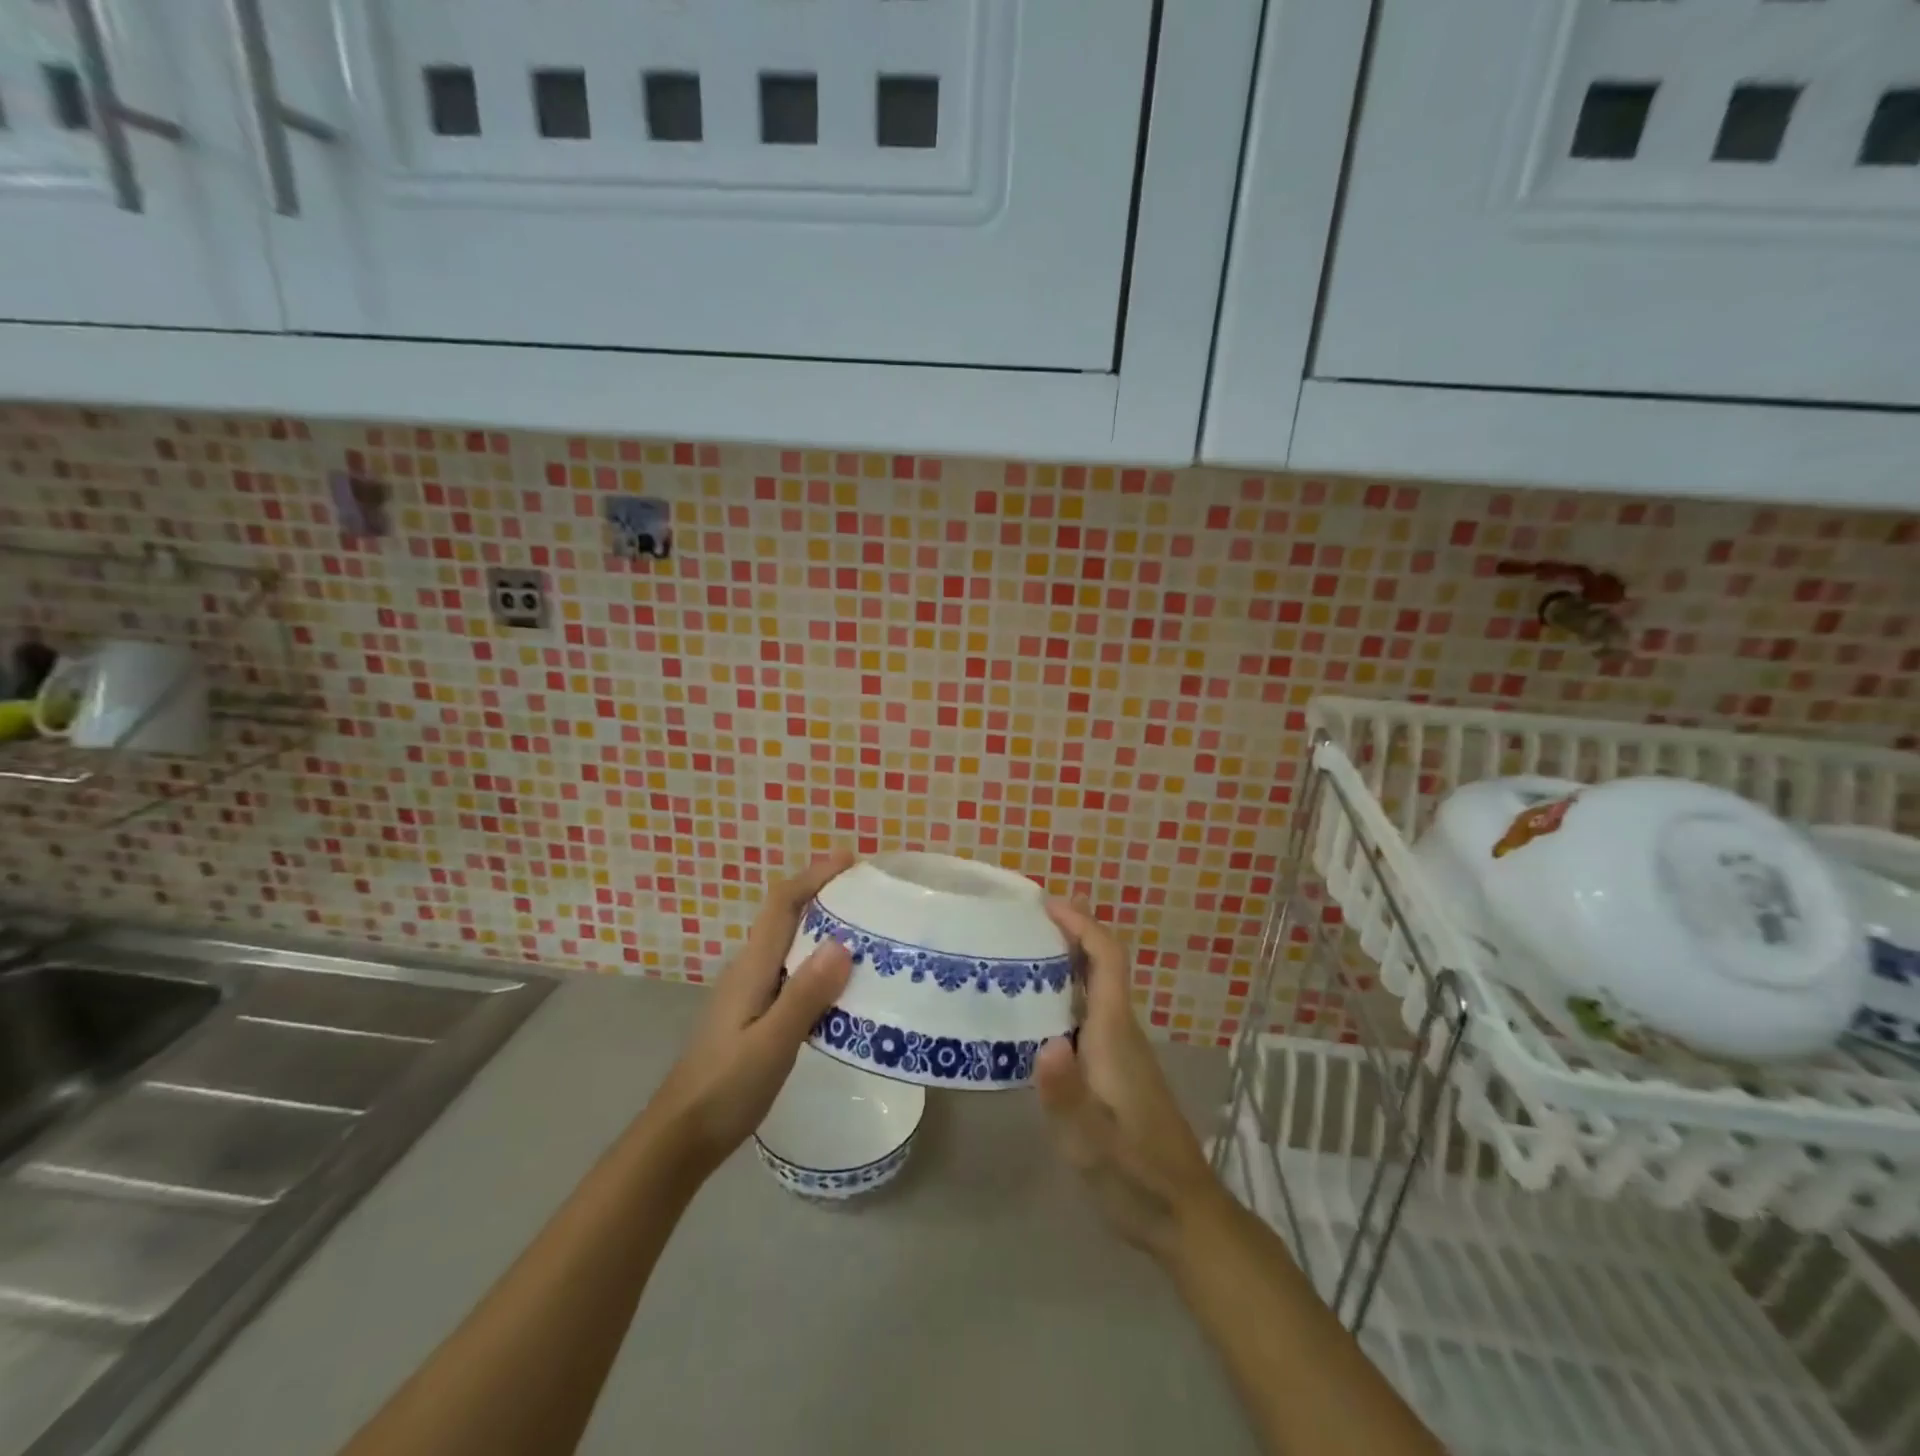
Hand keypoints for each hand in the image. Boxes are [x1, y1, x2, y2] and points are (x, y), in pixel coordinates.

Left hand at [641, 850, 855, 1179]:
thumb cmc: (724, 1089)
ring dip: (823, 928)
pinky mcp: (754, 1015)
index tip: (850, 859)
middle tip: (869, 895)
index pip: (782, 903)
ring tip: (867, 933)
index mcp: (752, 968)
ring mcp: (749, 993)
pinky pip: (791, 972)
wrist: (679, 1137)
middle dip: (823, 895)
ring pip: (790, 945)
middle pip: (786, 916)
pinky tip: (842, 986)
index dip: (813, 875)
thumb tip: (843, 942)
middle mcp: (749, 970)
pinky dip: (818, 964)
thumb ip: (805, 995)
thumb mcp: (772, 1044)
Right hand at [1035, 900, 1224, 1261]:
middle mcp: (1122, 1032)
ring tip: (1012, 961)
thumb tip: (1046, 1043)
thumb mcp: (1092, 1145)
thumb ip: (1068, 1096)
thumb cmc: (1138, 1176)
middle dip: (1066, 935)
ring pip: (1094, 991)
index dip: (1082, 924)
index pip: (1107, 960)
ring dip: (1062, 965)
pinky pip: (1088, 1015)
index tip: (1046, 904)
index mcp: (1116, 1035)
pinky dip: (1063, 998)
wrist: (1185, 1216)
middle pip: (1100, 966)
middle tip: (1016, 926)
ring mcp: (1122, 1052)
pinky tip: (1032, 1018)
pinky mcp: (1117, 1071)